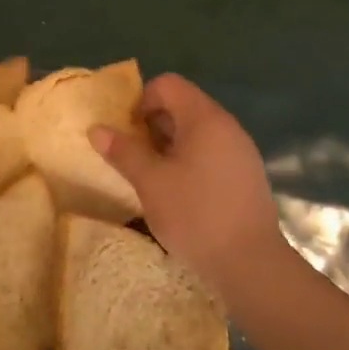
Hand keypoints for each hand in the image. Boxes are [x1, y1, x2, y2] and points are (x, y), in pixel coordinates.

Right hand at [89, 74, 285, 294]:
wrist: (251, 264)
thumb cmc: (196, 214)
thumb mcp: (150, 182)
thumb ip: (123, 151)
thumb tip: (97, 129)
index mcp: (205, 119)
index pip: (168, 85)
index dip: (142, 100)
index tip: (129, 132)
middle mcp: (227, 126)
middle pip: (183, 105)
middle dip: (153, 124)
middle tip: (134, 156)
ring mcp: (241, 151)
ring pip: (196, 131)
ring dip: (169, 145)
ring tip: (153, 176)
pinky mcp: (246, 175)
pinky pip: (211, 152)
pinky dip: (189, 160)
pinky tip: (179, 192)